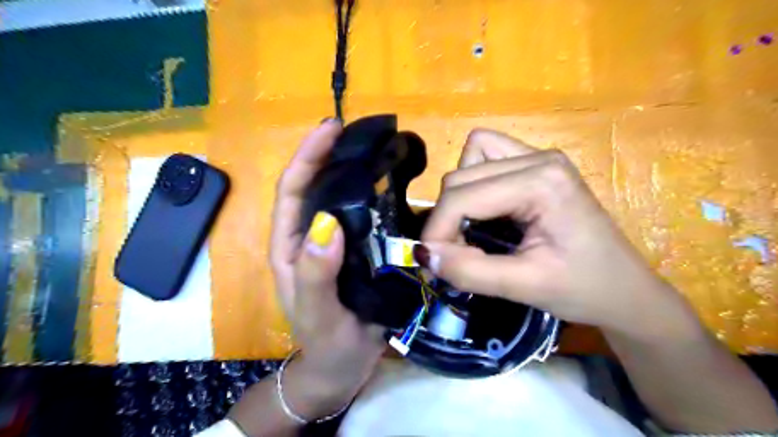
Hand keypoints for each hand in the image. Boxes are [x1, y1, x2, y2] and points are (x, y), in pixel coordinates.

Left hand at [271, 120, 385, 419]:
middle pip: (314, 186)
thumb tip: (326, 224)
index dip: (308, 157)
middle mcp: (309, 237)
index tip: (330, 129)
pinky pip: (362, 216)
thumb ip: (316, 273)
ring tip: (374, 148)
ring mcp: (334, 242)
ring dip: (350, 170)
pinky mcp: (356, 250)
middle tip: (357, 131)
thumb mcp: (317, 312)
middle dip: (328, 154)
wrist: (343, 366)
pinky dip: (372, 196)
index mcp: (290, 246)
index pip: (292, 192)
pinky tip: (390, 184)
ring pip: (338, 198)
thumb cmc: (327, 342)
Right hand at [416, 127, 696, 339]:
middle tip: (453, 254)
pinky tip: (485, 209)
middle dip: (446, 218)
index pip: (462, 196)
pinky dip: (473, 182)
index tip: (431, 263)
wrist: (624, 290)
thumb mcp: (524, 286)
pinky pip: (485, 156)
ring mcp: (539, 156)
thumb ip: (469, 270)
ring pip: (469, 160)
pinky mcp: (536, 164)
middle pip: (461, 176)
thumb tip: (423, 254)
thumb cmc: (583, 289)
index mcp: (542, 182)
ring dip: (458, 197)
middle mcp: (539, 157)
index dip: (437, 230)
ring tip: (469, 230)